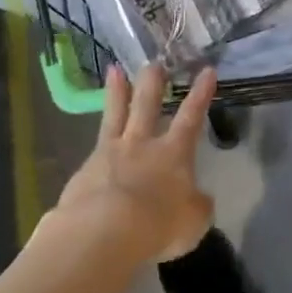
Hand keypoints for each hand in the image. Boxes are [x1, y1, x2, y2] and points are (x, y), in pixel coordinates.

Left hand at [52, 65, 217, 267]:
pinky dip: (96, 141)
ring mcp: (110, 153)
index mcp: (174, 154)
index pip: (191, 118)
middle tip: (154, 62)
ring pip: (115, 115)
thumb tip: (198, 198)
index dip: (200, 95)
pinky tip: (94, 145)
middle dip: (152, 83)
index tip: (207, 71)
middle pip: (147, 105)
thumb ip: (197, 205)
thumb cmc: (159, 224)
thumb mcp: (194, 220)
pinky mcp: (85, 170)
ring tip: (114, 70)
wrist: (104, 230)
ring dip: (116, 92)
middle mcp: (143, 145)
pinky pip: (94, 147)